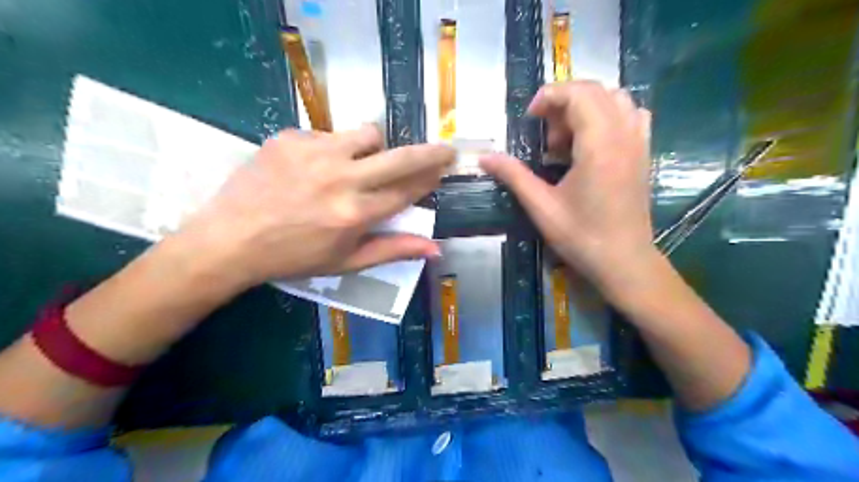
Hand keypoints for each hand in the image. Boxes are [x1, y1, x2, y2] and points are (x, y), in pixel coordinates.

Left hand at [174, 124, 456, 291]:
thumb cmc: (292, 257)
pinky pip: (328, 134)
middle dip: (430, 152)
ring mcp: (315, 153)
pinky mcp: (291, 137)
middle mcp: (341, 178)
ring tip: (361, 162)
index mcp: (355, 214)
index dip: (429, 180)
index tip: (442, 171)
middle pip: (400, 157)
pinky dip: (332, 148)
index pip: (407, 191)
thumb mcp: (345, 262)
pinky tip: (314, 168)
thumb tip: (436, 249)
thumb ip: (392, 250)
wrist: (229, 240)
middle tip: (445, 149)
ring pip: (367, 133)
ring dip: (375, 147)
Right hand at [480, 80, 654, 295]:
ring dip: (586, 108)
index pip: (578, 94)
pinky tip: (591, 142)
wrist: (624, 261)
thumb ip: (513, 175)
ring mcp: (639, 142)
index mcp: (599, 144)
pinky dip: (608, 116)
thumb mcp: (541, 206)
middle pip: (596, 91)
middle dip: (564, 103)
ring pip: (616, 99)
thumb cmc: (582, 236)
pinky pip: (631, 115)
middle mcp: (624, 134)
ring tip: (567, 140)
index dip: (550, 97)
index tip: (530, 118)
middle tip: (546, 137)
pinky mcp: (643, 154)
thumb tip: (484, 157)